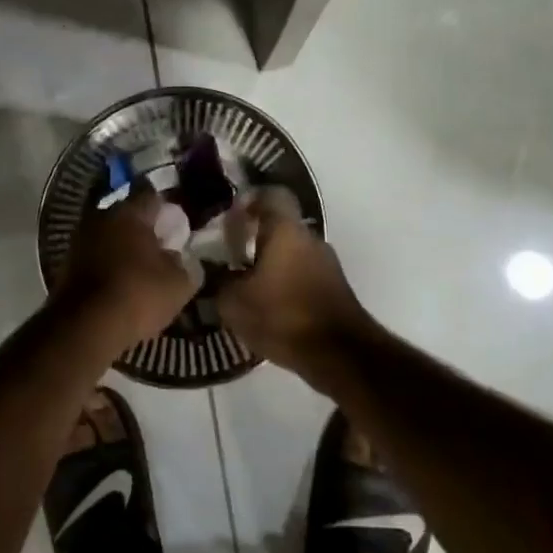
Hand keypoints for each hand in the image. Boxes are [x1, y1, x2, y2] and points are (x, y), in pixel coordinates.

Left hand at [57, 184, 200, 349]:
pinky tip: (119, 285)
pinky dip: (107, 266)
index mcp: (129, 213)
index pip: (152, 196)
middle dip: (143, 229)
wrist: (84, 326)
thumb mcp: (179, 283)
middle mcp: (100, 217)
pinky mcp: (66, 264)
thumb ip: (184, 264)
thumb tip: (177, 257)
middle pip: (127, 216)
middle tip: (160, 249)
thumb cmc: (138, 294)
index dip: (167, 209)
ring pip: (108, 236)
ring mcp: (79, 240)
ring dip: (122, 249)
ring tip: (140, 270)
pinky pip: (94, 257)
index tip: (177, 225)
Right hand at [217, 188, 371, 371]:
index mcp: (286, 231)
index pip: (270, 195)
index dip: (247, 200)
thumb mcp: (234, 303)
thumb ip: (218, 281)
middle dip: (254, 237)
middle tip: (227, 253)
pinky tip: (267, 305)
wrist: (340, 356)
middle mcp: (310, 239)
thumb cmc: (283, 317)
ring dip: (270, 263)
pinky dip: (284, 283)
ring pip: (291, 252)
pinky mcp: (334, 288)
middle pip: (279, 226)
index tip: (228, 215)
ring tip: (244, 284)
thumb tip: (211, 271)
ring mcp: (327, 264)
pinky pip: (303, 275)